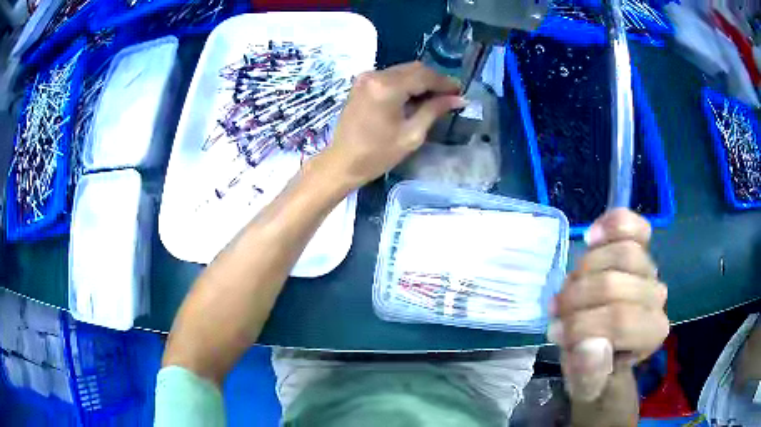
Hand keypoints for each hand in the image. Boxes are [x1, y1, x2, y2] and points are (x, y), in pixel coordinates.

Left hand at [319, 62, 465, 187]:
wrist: (342, 162)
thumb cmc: (377, 154)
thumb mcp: (412, 134)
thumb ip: (434, 110)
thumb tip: (458, 99)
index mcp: (387, 87)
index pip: (424, 76)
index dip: (445, 82)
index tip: (460, 92)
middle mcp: (375, 75)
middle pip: (414, 68)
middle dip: (434, 80)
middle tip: (450, 95)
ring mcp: (365, 77)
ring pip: (402, 71)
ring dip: (420, 81)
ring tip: (435, 98)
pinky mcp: (361, 83)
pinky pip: (390, 76)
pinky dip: (405, 83)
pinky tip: (414, 97)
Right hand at [549, 209, 668, 401]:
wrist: (603, 339)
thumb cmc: (594, 364)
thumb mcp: (585, 382)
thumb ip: (588, 373)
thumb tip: (591, 346)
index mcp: (651, 333)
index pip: (620, 320)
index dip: (582, 324)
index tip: (557, 333)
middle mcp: (657, 298)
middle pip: (615, 283)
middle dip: (577, 298)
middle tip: (557, 312)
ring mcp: (650, 268)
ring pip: (621, 252)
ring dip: (583, 271)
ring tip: (568, 288)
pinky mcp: (641, 245)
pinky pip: (633, 225)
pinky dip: (613, 224)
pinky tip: (593, 236)